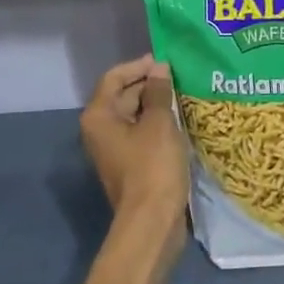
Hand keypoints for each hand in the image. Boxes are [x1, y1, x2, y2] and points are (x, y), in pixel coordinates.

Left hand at [81, 56, 187, 225]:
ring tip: (184, 95)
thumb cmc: (153, 166)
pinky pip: (142, 134)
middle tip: (180, 76)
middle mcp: (100, 130)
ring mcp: (114, 149)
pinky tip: (180, 120)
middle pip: (123, 96)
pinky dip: (157, 124)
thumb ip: (158, 91)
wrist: (152, 222)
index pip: (114, 77)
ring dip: (156, 105)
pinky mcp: (129, 164)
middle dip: (149, 84)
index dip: (139, 66)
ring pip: (134, 116)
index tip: (165, 61)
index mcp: (99, 116)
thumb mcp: (159, 123)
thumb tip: (158, 68)